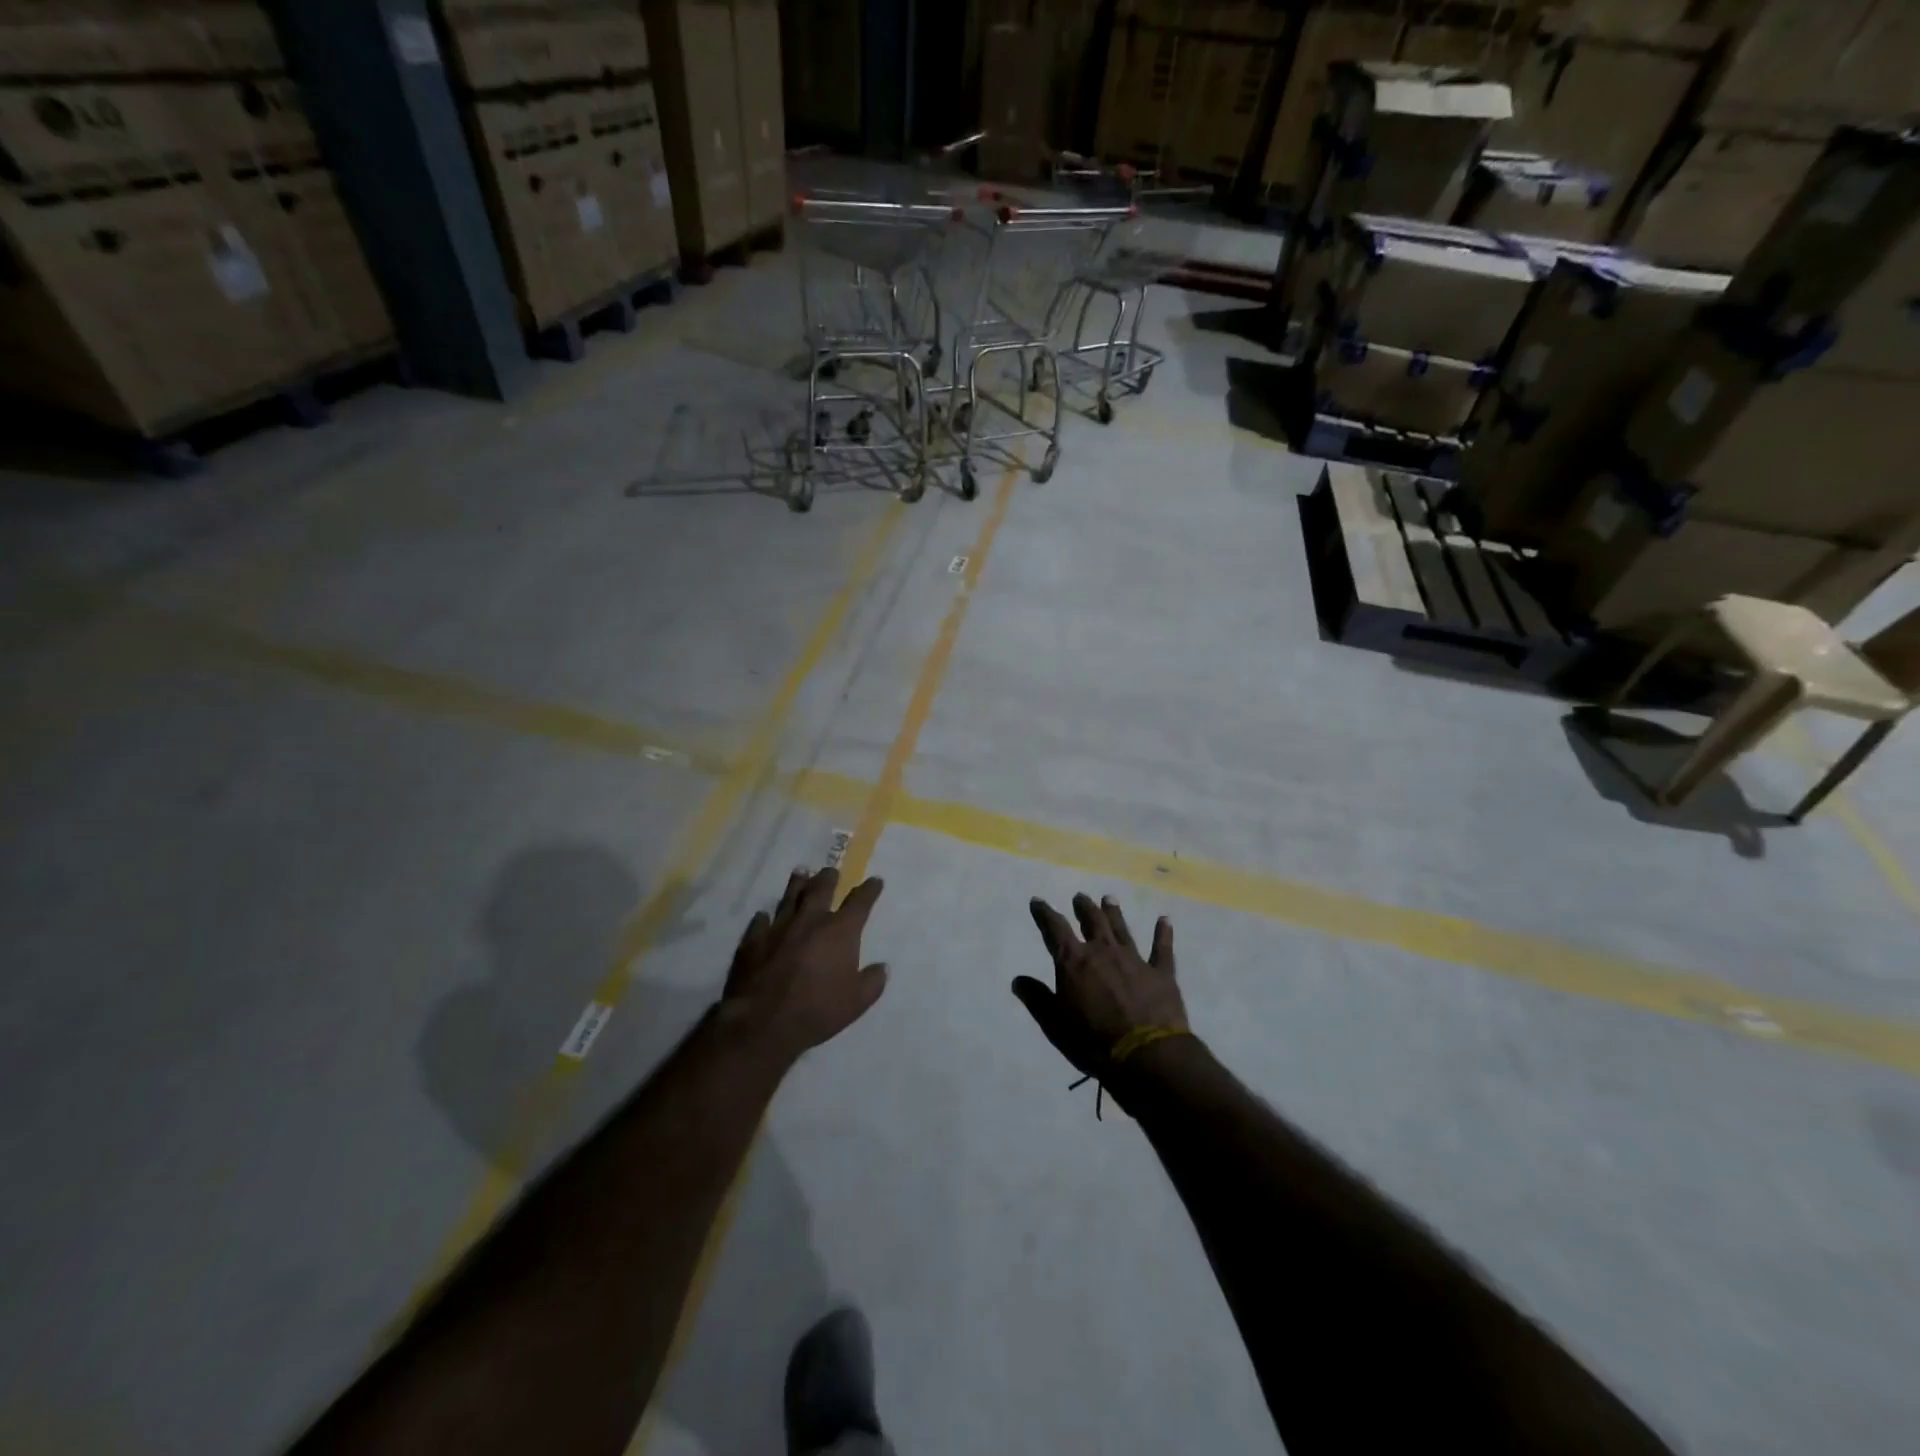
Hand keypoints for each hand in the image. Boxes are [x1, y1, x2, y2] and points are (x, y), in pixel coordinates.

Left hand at [721, 867, 887, 1062]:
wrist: (764, 1021)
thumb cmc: (817, 1010)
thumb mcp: (857, 1002)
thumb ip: (872, 982)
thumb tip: (882, 968)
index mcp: (839, 931)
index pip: (859, 902)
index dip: (869, 890)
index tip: (875, 881)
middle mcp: (810, 920)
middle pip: (821, 889)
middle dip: (828, 878)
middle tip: (830, 871)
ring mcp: (779, 927)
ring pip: (789, 897)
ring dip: (797, 884)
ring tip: (801, 873)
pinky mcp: (753, 941)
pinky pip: (760, 922)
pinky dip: (765, 918)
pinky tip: (764, 916)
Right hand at [1013, 893, 1186, 1079]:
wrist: (1145, 1055)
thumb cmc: (1093, 1041)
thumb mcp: (1055, 1024)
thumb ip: (1037, 999)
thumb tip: (1018, 979)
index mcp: (1074, 962)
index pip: (1055, 930)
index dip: (1044, 914)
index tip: (1038, 901)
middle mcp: (1103, 952)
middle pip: (1092, 922)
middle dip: (1084, 908)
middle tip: (1080, 896)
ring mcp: (1134, 960)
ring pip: (1122, 930)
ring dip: (1114, 913)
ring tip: (1108, 898)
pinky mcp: (1161, 973)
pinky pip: (1162, 949)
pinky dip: (1163, 933)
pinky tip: (1164, 920)